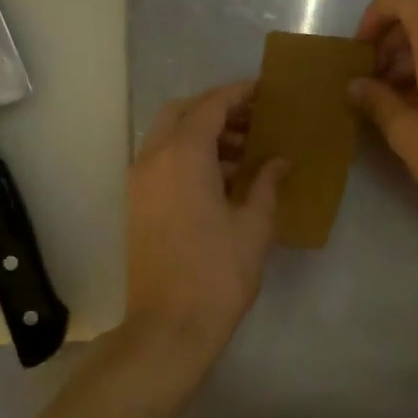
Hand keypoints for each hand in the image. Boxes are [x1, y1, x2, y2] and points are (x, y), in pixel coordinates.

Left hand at [125, 82, 287, 363]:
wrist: (169, 327)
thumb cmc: (218, 273)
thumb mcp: (254, 226)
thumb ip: (267, 184)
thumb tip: (280, 161)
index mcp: (183, 156)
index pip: (211, 106)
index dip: (239, 93)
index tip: (265, 90)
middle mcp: (153, 159)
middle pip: (181, 112)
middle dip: (216, 109)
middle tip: (253, 121)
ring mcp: (139, 182)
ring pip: (167, 136)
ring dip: (202, 133)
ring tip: (244, 153)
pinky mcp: (137, 205)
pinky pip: (161, 161)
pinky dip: (188, 155)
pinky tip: (221, 179)